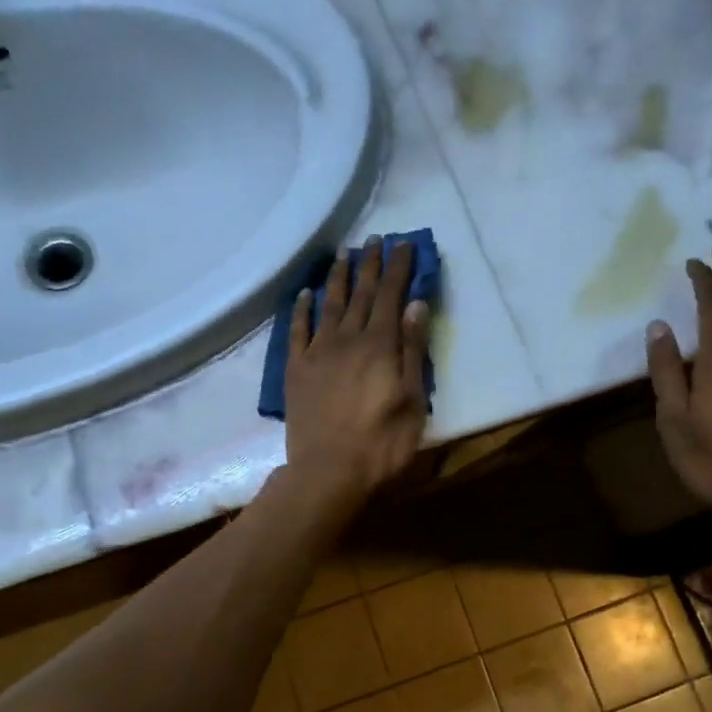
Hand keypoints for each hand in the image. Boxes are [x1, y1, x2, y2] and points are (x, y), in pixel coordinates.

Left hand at [283, 234, 430, 506]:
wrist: (328, 471)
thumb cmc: (382, 443)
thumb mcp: (412, 400)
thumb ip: (413, 351)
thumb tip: (416, 305)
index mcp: (380, 345)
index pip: (392, 296)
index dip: (399, 268)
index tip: (404, 244)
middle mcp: (347, 339)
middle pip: (362, 294)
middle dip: (371, 264)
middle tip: (375, 240)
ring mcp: (318, 352)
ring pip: (330, 304)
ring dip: (339, 277)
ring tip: (345, 254)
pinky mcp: (296, 369)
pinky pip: (297, 330)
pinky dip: (301, 309)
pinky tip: (305, 294)